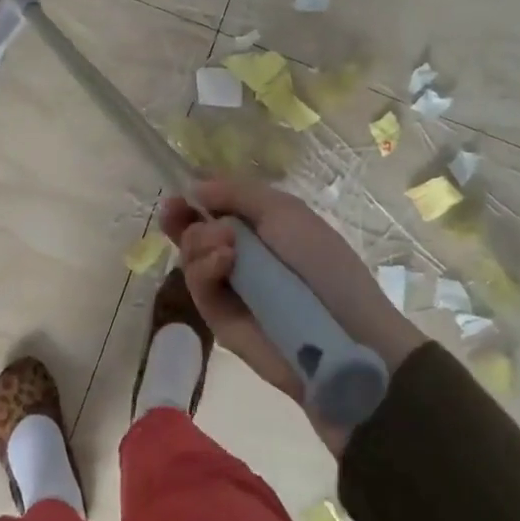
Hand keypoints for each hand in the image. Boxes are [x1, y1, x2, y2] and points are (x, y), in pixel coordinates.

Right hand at [159, 179, 423, 446]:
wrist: (344, 333)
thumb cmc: (322, 262)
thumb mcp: (284, 212)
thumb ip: (237, 194)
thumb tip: (194, 187)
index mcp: (258, 226)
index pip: (214, 207)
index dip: (193, 198)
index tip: (179, 193)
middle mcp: (238, 254)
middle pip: (193, 230)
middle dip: (183, 217)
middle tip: (175, 211)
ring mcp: (227, 287)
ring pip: (190, 255)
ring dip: (200, 240)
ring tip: (227, 245)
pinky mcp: (218, 319)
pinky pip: (198, 286)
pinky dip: (205, 267)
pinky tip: (224, 260)